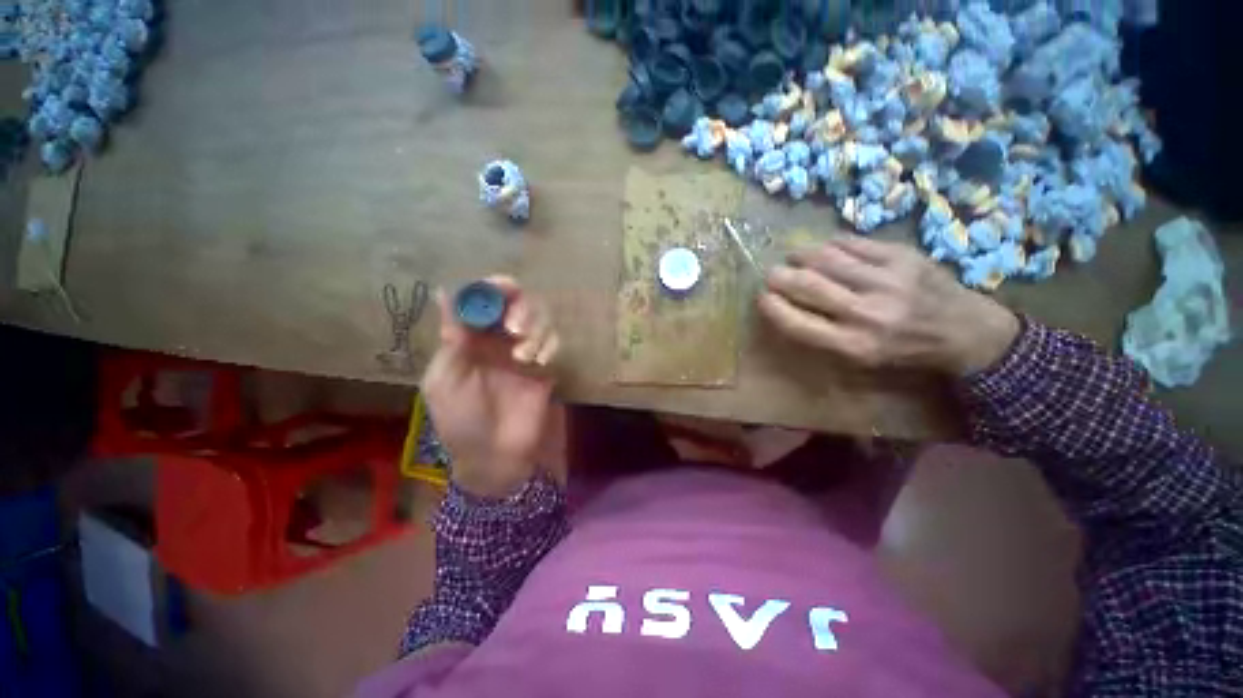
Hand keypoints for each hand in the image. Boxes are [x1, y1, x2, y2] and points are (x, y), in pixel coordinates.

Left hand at [421, 277, 560, 497]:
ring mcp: (524, 350)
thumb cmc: (462, 420)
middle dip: (519, 306)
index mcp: (469, 339)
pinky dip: (548, 344)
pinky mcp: (546, 365)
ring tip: (523, 356)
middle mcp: (498, 338)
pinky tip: (539, 362)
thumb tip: (445, 293)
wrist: (496, 455)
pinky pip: (553, 340)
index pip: (481, 300)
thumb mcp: (445, 379)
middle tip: (515, 327)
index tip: (502, 288)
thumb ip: (452, 337)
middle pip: (516, 302)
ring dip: (534, 328)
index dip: (491, 288)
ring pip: (539, 317)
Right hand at [757, 236, 1019, 375]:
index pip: (797, 322)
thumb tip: (786, 305)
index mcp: (853, 345)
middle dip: (780, 277)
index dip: (772, 306)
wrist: (965, 331)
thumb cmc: (903, 350)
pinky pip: (852, 243)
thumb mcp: (860, 359)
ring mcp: (886, 281)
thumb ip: (822, 335)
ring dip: (801, 255)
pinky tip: (827, 249)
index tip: (762, 297)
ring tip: (795, 257)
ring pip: (826, 258)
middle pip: (808, 285)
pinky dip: (831, 245)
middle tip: (771, 273)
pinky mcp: (902, 256)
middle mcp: (867, 313)